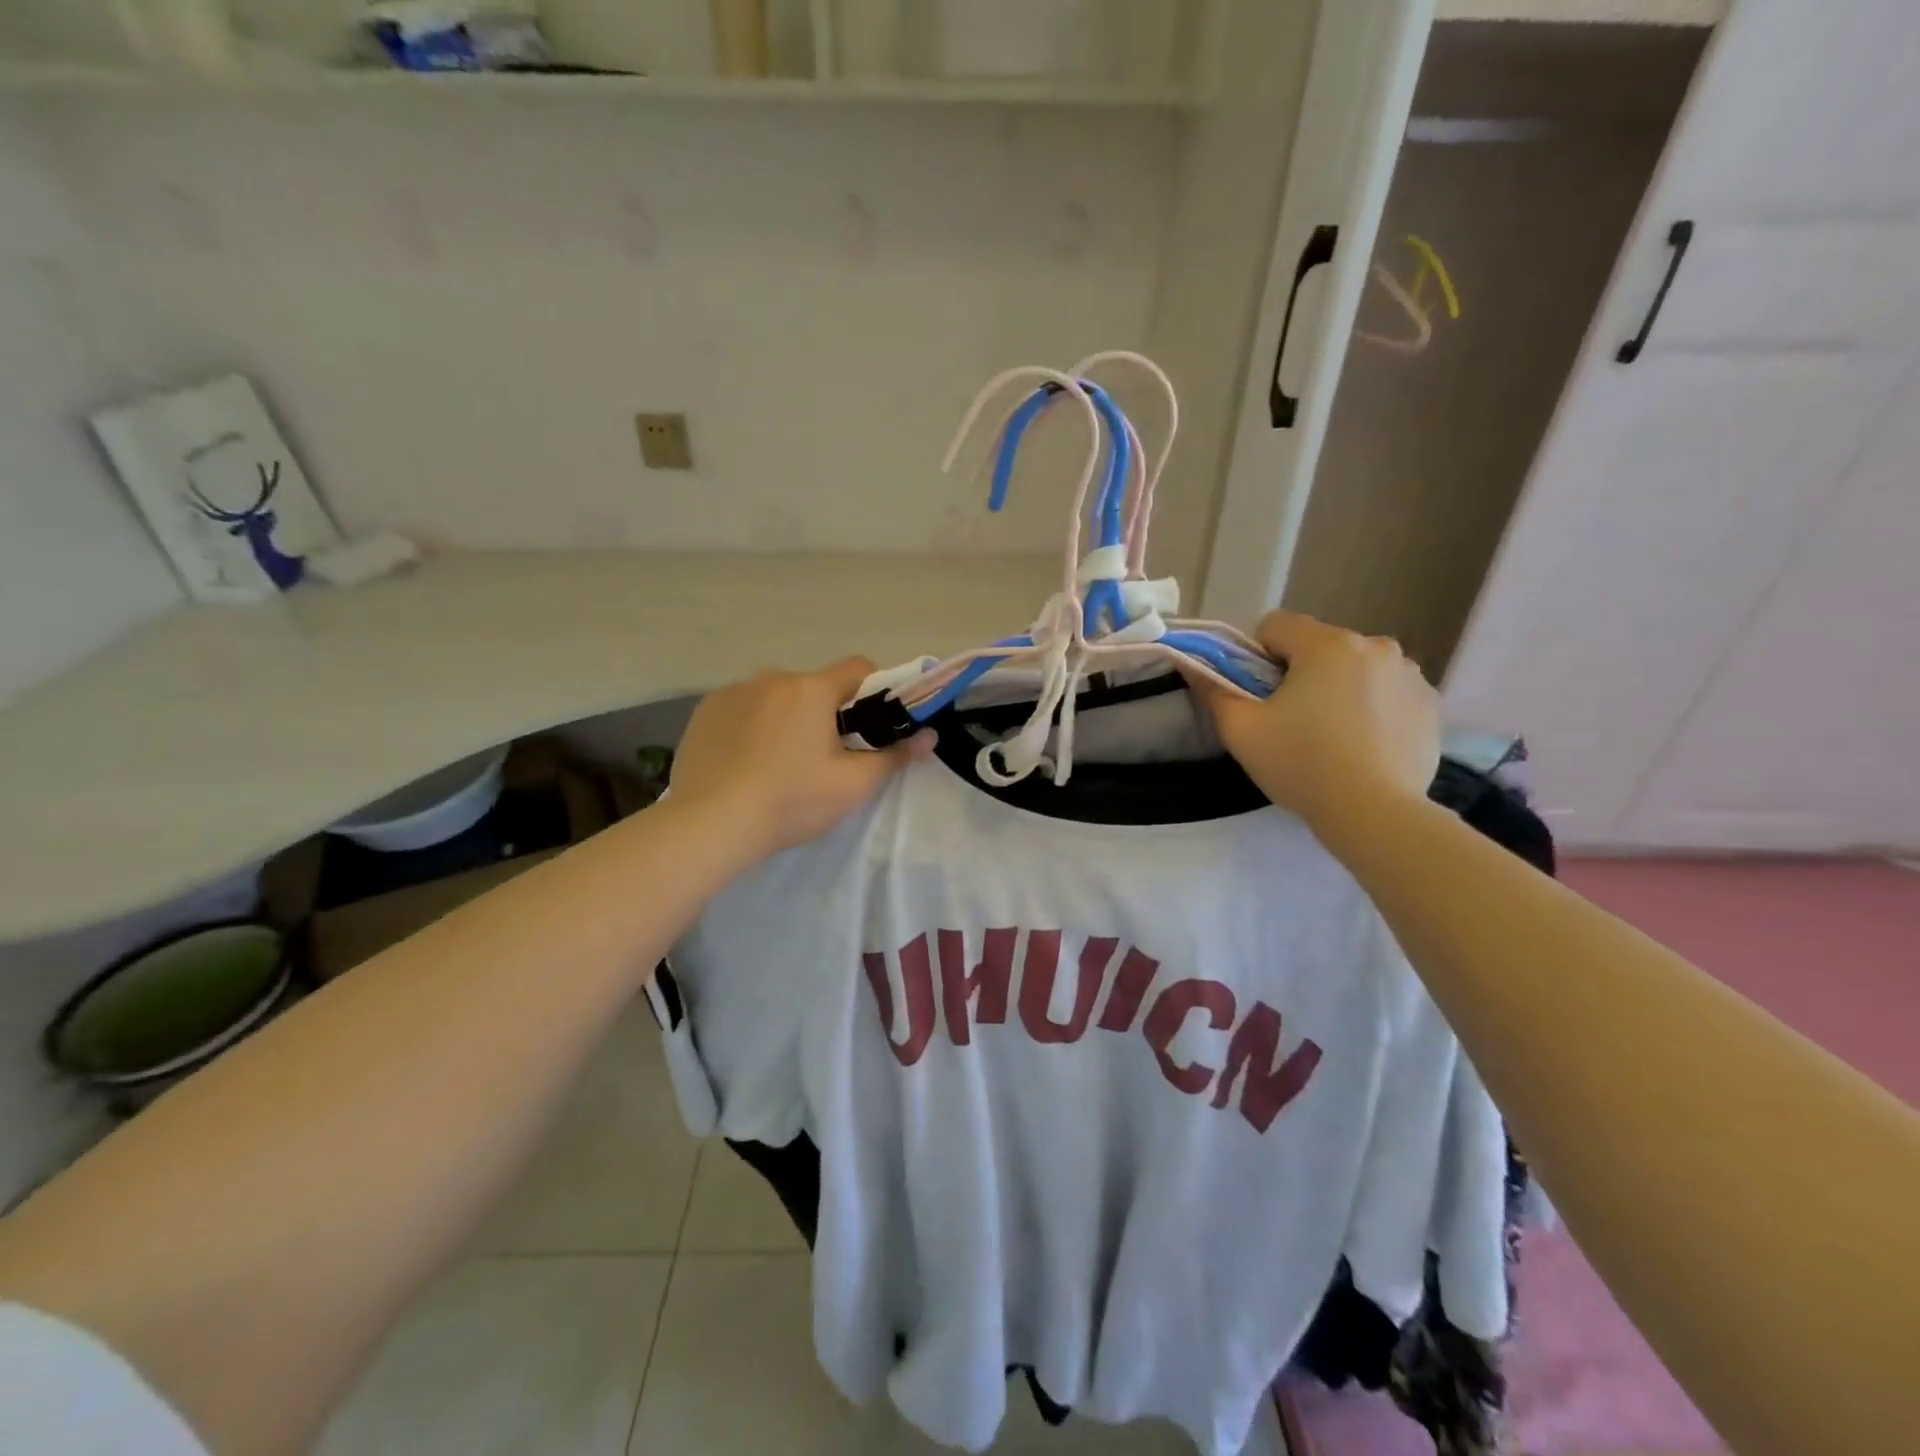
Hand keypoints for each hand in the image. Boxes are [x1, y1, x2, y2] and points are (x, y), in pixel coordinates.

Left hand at [670, 657, 933, 860]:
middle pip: (815, 686)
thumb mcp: (852, 785)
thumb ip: (895, 756)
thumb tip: (930, 736)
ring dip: (786, 717)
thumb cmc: (791, 801)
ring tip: (778, 763)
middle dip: (826, 712)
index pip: (858, 668)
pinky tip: (745, 761)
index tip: (870, 725)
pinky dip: (752, 725)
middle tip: (824, 757)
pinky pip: (743, 707)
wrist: (711, 824)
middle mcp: (772, 678)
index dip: (874, 691)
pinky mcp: (705, 710)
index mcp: (812, 689)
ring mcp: (733, 691)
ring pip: (777, 696)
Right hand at [1186, 611, 1440, 837]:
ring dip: (1339, 687)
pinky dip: (1373, 707)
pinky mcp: (1431, 703)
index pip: (1276, 625)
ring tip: (1332, 735)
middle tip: (1292, 721)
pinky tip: (1365, 744)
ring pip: (1355, 667)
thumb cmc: (1301, 765)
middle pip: (1318, 646)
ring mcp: (1410, 673)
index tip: (1260, 695)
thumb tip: (1191, 666)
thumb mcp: (1241, 731)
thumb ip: (1213, 691)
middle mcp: (1374, 645)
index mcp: (1326, 644)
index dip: (1257, 656)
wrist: (1375, 813)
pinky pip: (1388, 691)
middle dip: (1301, 673)